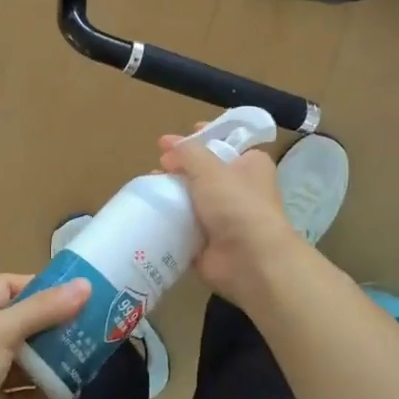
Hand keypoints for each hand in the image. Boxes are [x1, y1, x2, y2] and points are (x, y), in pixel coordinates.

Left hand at [0, 273, 90, 398]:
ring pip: (28, 361)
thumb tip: (84, 286)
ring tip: (89, 359)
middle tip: (91, 326)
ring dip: (55, 361)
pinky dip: (46, 395)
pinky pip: (26, 396)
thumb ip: (43, 310)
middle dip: (55, 325)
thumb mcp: (2, 331)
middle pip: (24, 323)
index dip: (38, 285)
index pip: (8, 286)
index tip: (73, 292)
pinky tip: (71, 395)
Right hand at [159, 134, 303, 309]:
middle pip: (204, 171)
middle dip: (180, 167)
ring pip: (191, 198)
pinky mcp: (208, 241)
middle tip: (160, 165)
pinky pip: (183, 225)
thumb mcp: (211, 168)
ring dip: (171, 193)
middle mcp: (240, 188)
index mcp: (250, 165)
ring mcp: (224, 217)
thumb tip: (167, 144)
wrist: (250, 261)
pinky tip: (148, 212)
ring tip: (148, 186)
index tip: (174, 139)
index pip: (224, 143)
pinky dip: (168, 220)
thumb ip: (187, 152)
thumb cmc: (237, 205)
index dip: (200, 137)